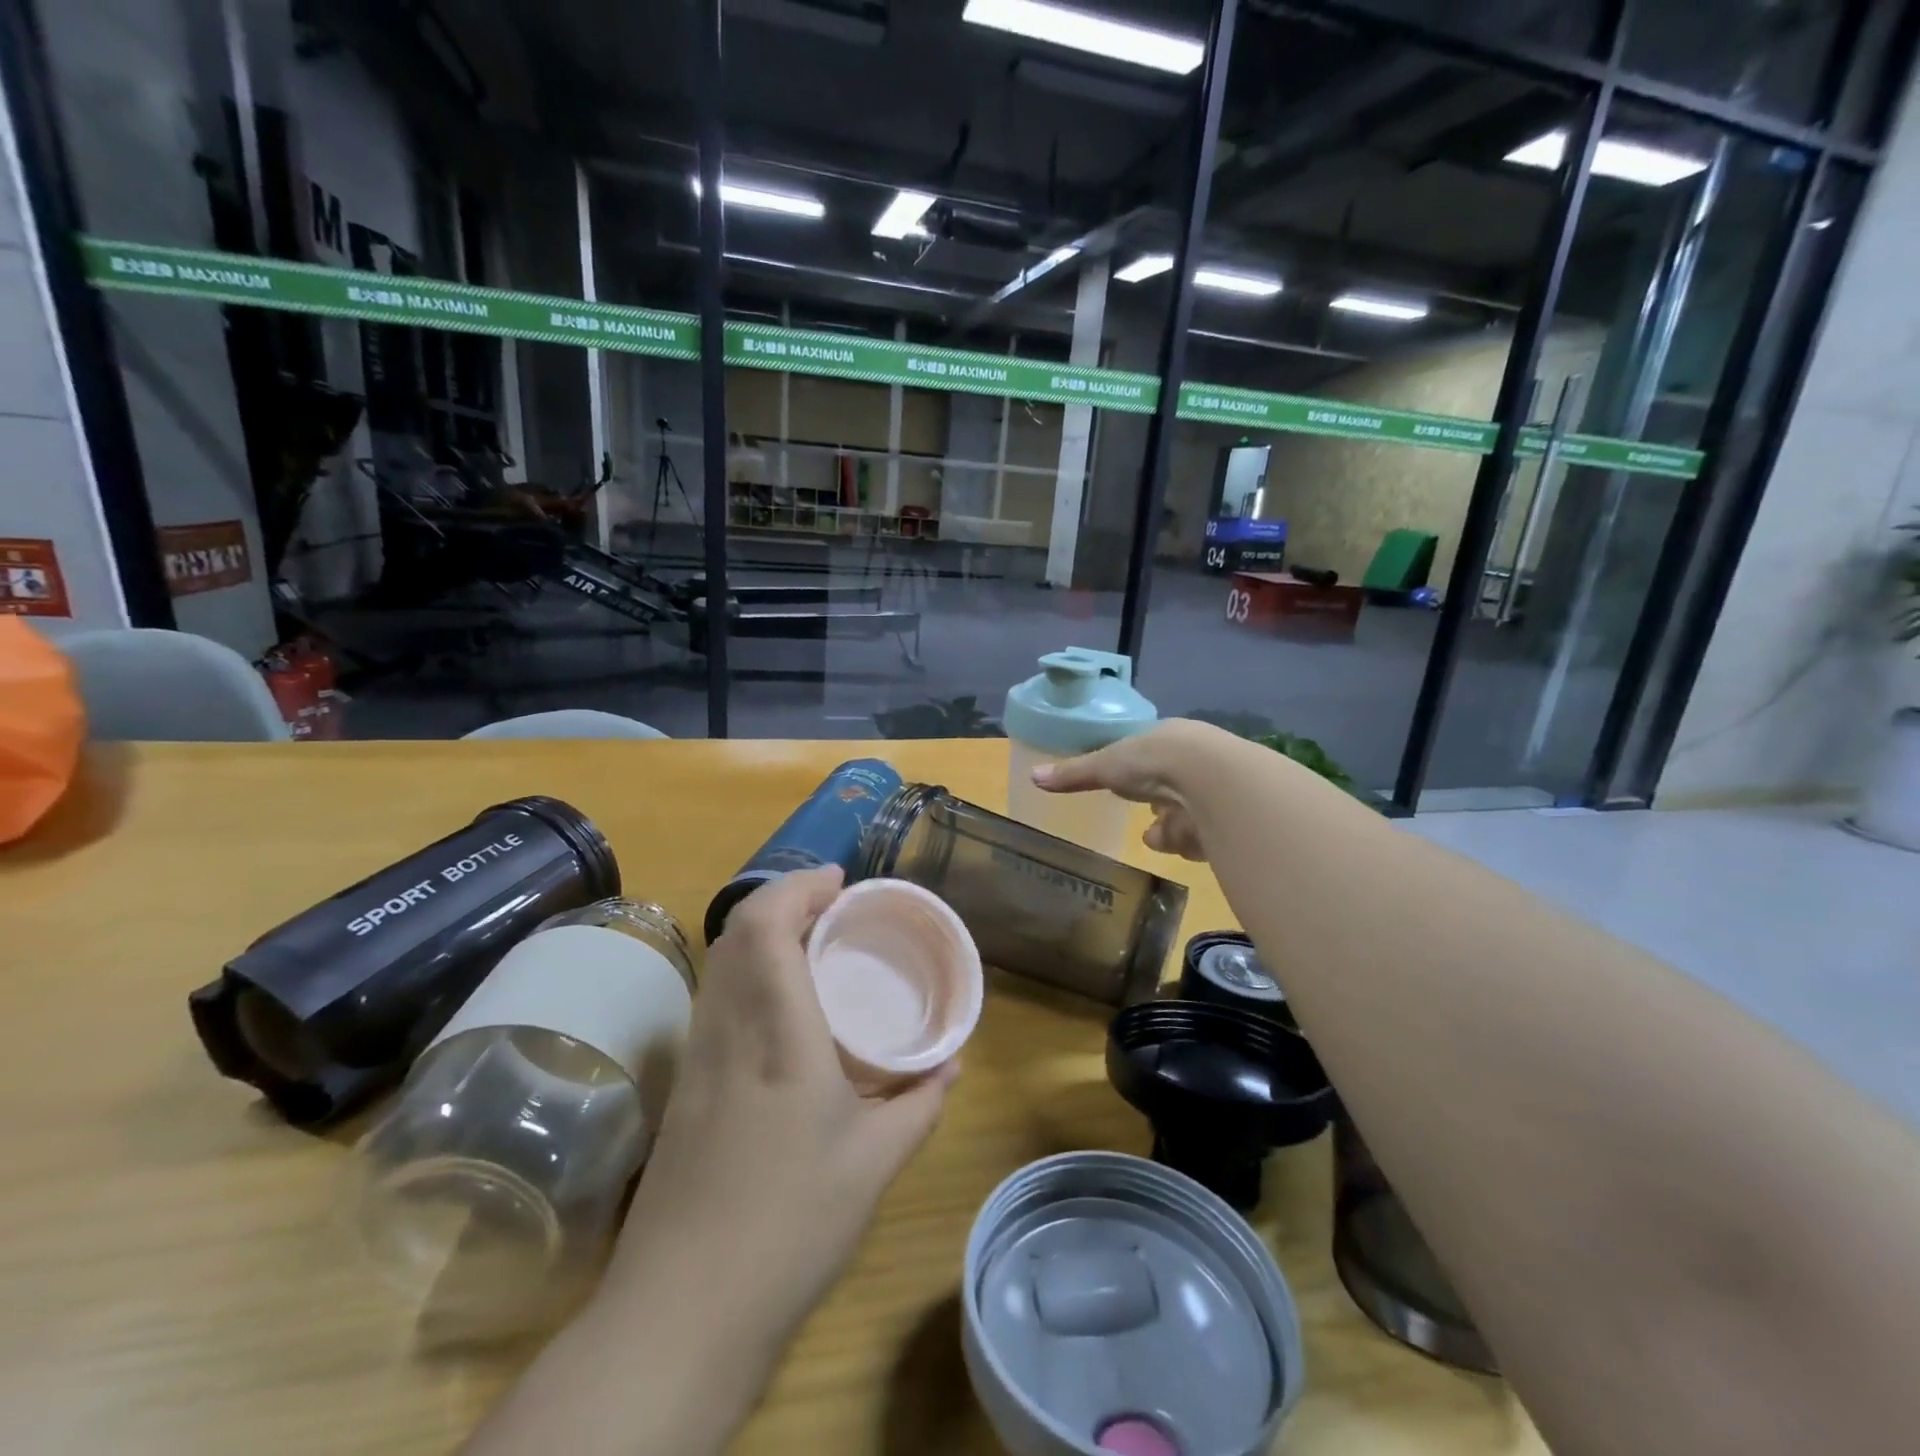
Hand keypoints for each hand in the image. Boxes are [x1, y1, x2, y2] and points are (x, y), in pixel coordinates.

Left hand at [608, 865, 957, 1336]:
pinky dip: (747, 972)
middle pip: (735, 934)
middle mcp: (728, 1031)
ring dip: (761, 933)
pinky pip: (715, 999)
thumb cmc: (789, 1226)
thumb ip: (919, 1104)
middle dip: (782, 900)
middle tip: (833, 907)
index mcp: (777, 1036)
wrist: (680, 1313)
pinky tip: (782, 1005)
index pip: (765, 930)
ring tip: (812, 942)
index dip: (797, 888)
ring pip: (719, 964)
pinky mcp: (685, 1087)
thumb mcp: (875, 1163)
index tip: (839, 881)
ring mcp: (698, 1058)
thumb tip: (950, 1065)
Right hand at [1032, 719, 1228, 860]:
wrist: (1212, 779)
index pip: (1152, 757)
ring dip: (1170, 830)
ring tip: (1162, 835)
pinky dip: (1188, 842)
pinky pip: (1202, 837)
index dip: (1139, 772)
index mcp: (1169, 739)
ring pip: (1184, 817)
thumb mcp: (1106, 764)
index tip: (1130, 784)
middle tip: (1147, 817)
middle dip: (1157, 806)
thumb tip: (1032, 776)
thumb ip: (1074, 774)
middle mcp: (1196, 761)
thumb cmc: (1153, 760)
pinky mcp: (1229, 821)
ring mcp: (1215, 791)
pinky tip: (1186, 841)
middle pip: (1169, 789)